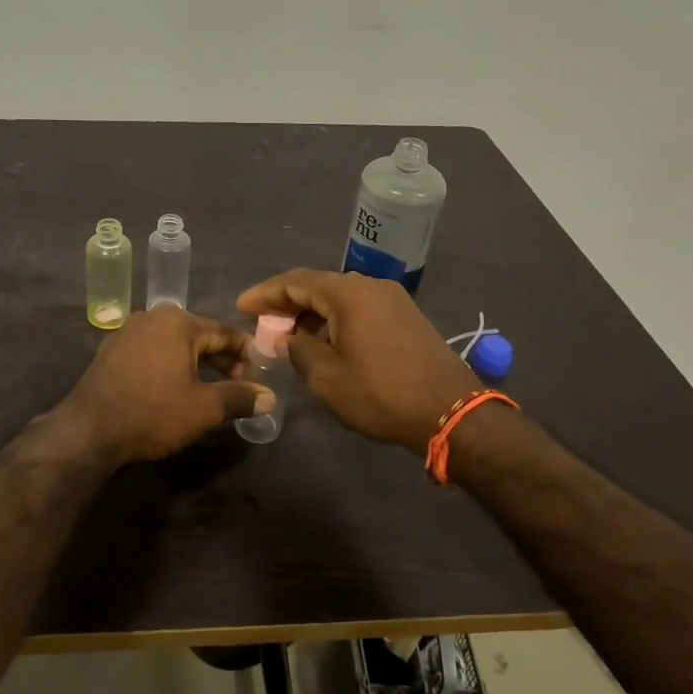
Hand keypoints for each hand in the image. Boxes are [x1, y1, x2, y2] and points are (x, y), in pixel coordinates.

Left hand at [61, 307, 271, 463]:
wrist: (89, 430)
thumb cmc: (153, 412)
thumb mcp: (204, 408)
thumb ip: (239, 398)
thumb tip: (270, 397)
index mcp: (178, 322)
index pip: (224, 332)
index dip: (246, 353)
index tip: (261, 374)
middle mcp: (152, 318)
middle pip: (199, 336)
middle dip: (221, 361)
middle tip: (239, 387)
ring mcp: (127, 333)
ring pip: (174, 345)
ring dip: (196, 365)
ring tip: (210, 392)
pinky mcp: (111, 352)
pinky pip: (152, 353)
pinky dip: (169, 367)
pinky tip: (174, 390)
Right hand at [237, 270, 477, 453]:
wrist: (451, 411)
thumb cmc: (381, 394)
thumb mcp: (327, 378)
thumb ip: (299, 350)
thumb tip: (286, 338)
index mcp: (348, 294)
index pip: (296, 282)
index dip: (265, 294)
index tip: (241, 307)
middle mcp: (371, 286)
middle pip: (318, 285)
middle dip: (287, 302)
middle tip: (261, 322)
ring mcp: (392, 300)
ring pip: (340, 297)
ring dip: (311, 312)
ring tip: (288, 335)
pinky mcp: (406, 317)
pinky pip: (360, 308)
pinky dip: (335, 319)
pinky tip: (324, 341)